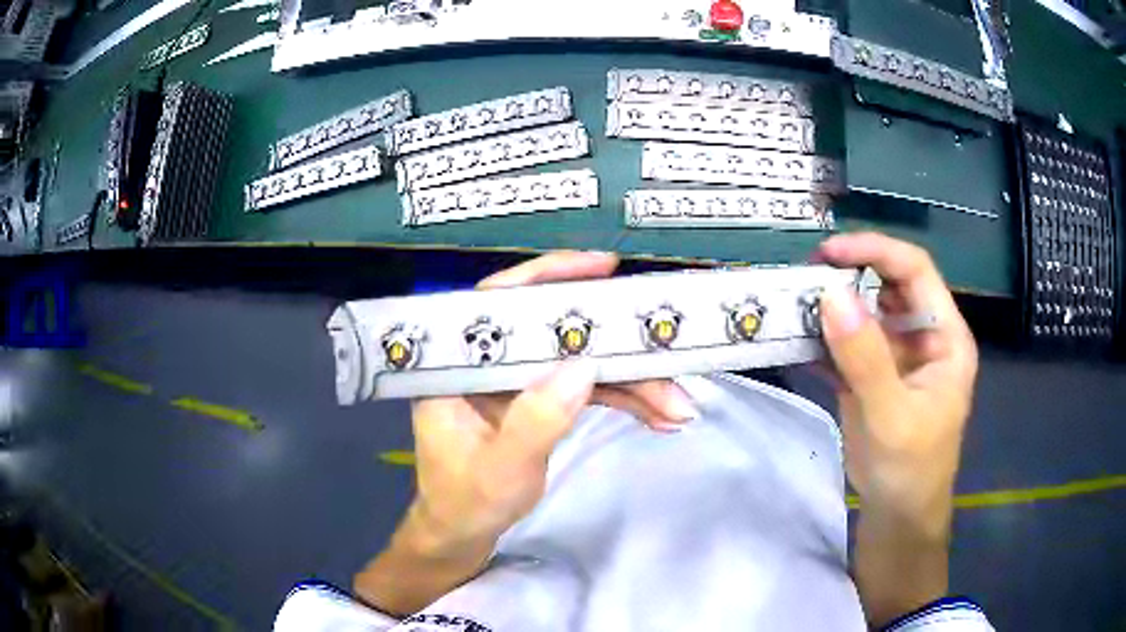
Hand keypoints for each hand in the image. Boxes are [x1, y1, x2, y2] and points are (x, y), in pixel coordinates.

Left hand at [356, 252, 697, 614]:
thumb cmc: (466, 502)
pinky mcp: (543, 401)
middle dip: (614, 343)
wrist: (465, 532)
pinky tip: (660, 417)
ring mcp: (521, 382)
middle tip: (664, 341)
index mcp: (459, 366)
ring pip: (582, 362)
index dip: (548, 276)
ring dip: (632, 381)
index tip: (602, 268)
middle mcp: (491, 363)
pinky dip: (626, 401)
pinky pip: (589, 390)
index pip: (498, 301)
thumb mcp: (499, 469)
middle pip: (556, 332)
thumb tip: (584, 369)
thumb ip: (535, 422)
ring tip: (676, 404)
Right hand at [814, 233, 977, 625]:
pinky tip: (795, 338)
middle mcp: (922, 335)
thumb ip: (865, 358)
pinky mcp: (871, 374)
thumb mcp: (892, 416)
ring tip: (793, 303)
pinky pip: (846, 343)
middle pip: (888, 283)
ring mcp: (895, 355)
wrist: (897, 515)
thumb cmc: (910, 469)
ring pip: (864, 311)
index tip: (830, 254)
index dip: (876, 251)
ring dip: (832, 304)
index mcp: (944, 335)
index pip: (915, 270)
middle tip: (805, 276)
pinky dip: (821, 337)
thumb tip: (831, 294)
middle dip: (850, 273)